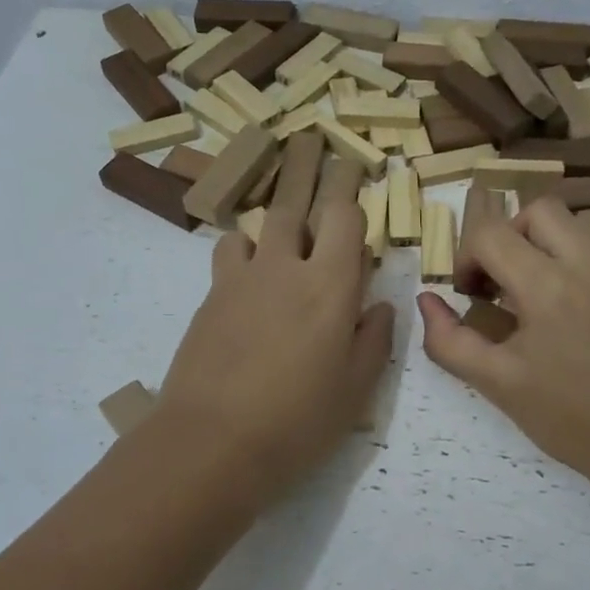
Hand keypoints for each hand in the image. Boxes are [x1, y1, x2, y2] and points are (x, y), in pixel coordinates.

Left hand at [155, 169, 392, 502]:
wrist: (212, 443)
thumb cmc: (298, 422)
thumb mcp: (355, 389)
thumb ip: (373, 339)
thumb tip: (380, 306)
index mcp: (330, 286)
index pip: (344, 217)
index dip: (352, 195)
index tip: (358, 180)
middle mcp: (285, 268)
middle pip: (296, 204)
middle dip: (310, 173)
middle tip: (314, 147)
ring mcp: (240, 279)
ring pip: (258, 226)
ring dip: (275, 222)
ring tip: (285, 230)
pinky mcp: (209, 298)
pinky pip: (229, 254)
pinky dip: (244, 252)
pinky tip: (249, 274)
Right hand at [416, 198, 589, 493]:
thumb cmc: (569, 418)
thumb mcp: (497, 383)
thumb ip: (450, 341)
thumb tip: (426, 300)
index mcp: (547, 286)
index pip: (491, 234)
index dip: (467, 258)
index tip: (469, 295)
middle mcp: (588, 261)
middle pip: (536, 210)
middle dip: (506, 237)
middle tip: (499, 282)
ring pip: (571, 222)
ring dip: (540, 243)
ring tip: (531, 291)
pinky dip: (570, 256)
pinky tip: (566, 303)